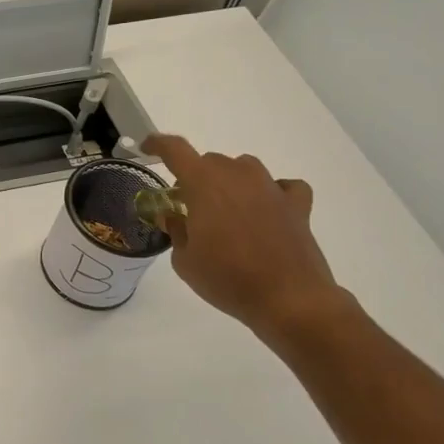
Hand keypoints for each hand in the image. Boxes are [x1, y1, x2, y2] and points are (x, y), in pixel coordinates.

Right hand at [142, 135, 343, 335]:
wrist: (288, 299)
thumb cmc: (226, 278)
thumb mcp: (184, 260)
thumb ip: (176, 230)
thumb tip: (173, 216)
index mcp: (203, 183)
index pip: (175, 149)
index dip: (157, 144)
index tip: (147, 148)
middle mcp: (237, 175)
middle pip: (209, 161)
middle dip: (195, 178)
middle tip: (188, 206)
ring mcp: (270, 188)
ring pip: (244, 167)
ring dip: (230, 181)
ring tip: (226, 208)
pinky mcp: (297, 205)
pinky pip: (283, 186)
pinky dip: (272, 193)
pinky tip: (267, 209)